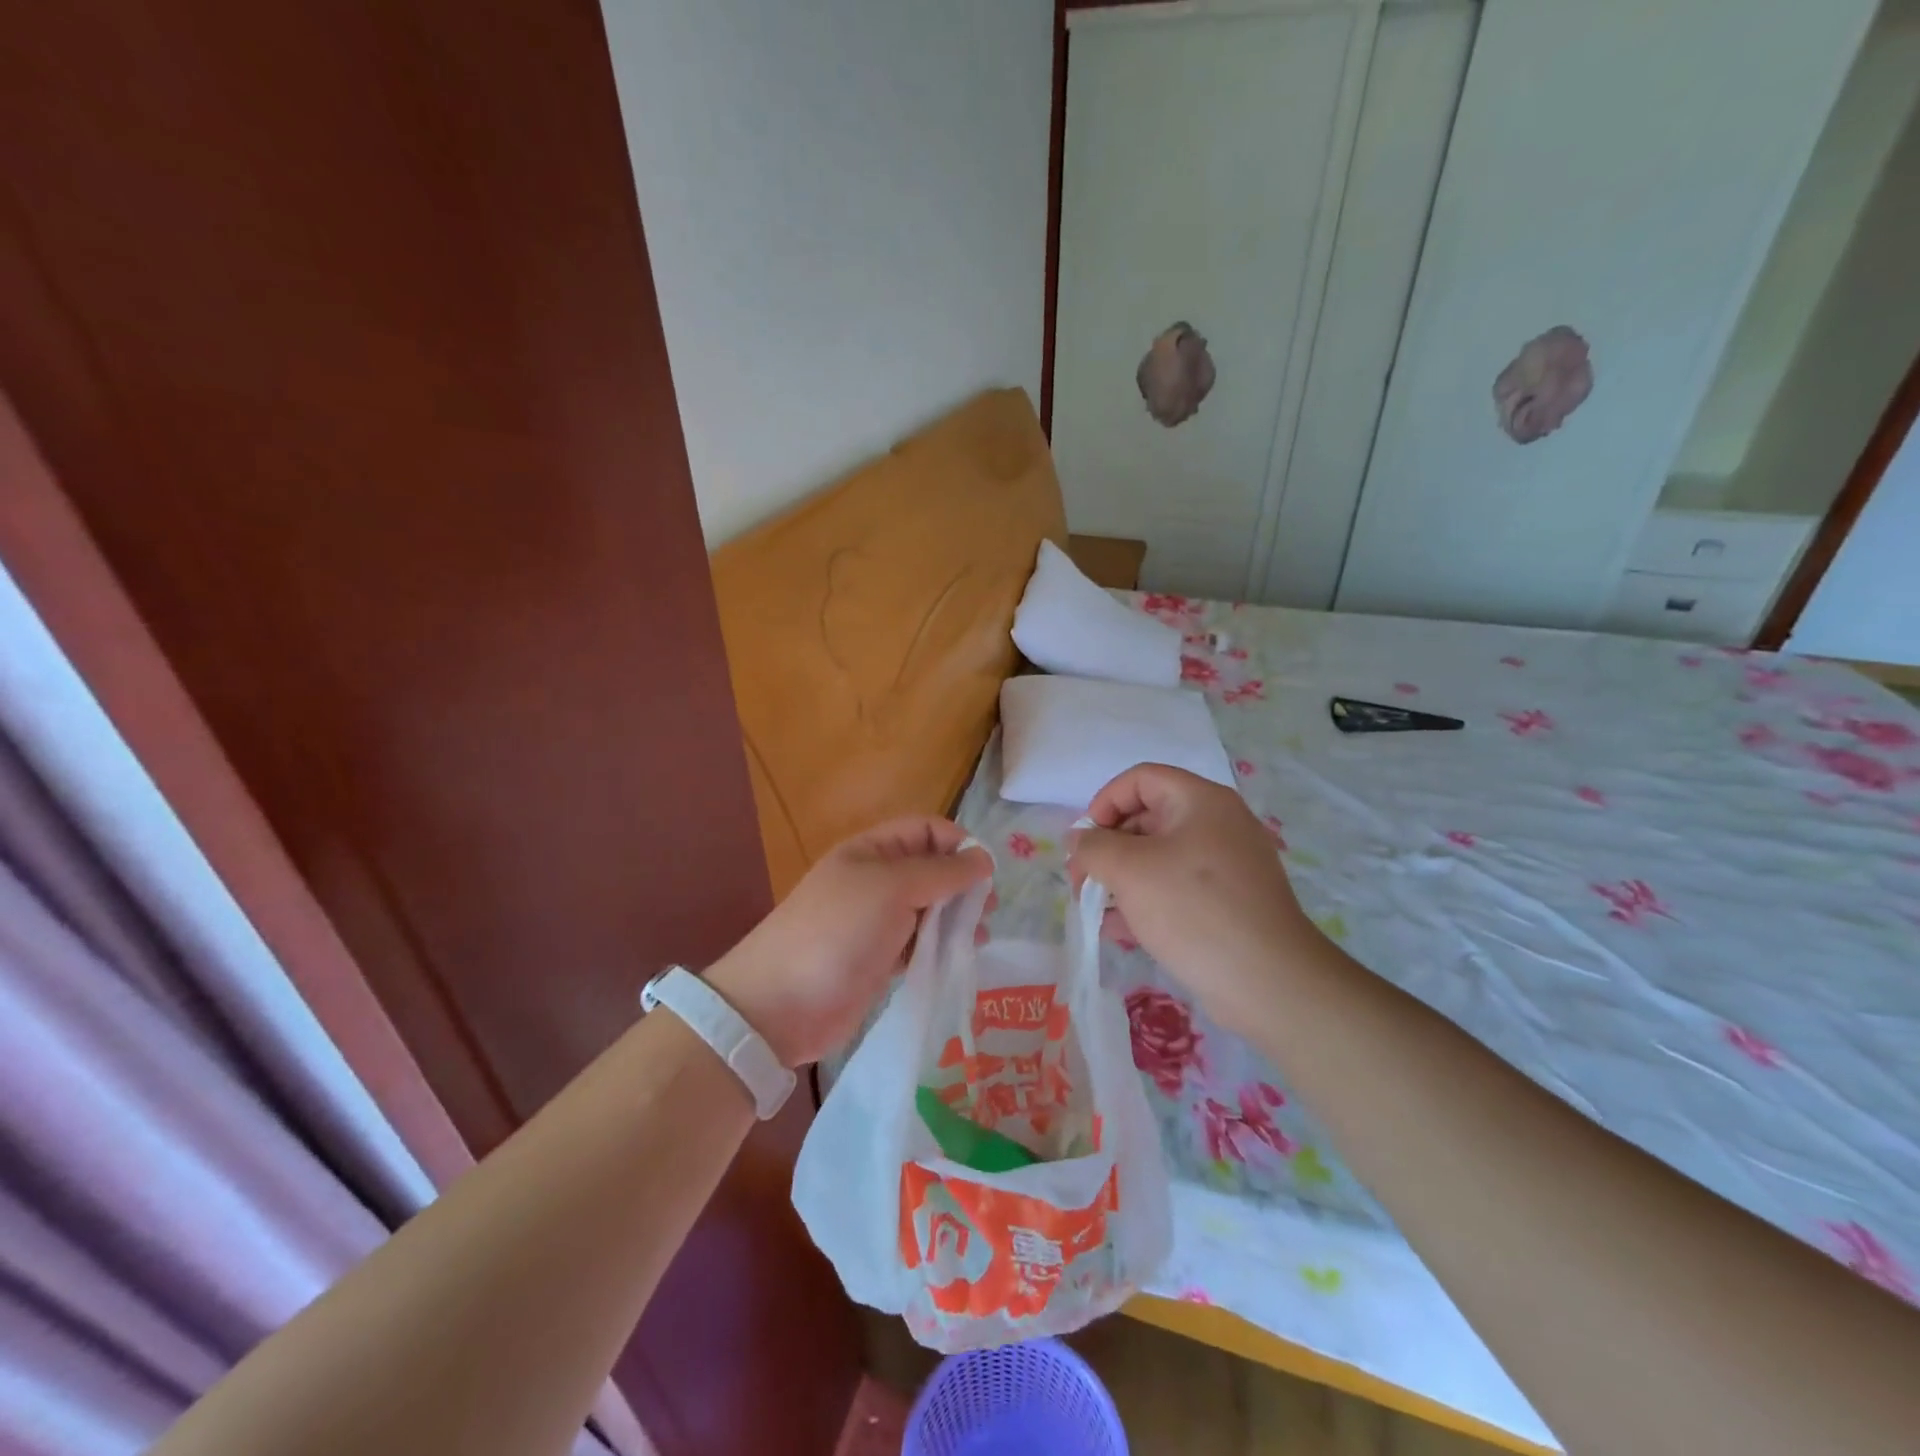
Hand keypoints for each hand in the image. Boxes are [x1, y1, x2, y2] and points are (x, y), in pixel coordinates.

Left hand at [707, 818, 991, 1066]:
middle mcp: (875, 880)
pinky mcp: (878, 960)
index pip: (925, 830)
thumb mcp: (892, 888)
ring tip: (979, 936)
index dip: (957, 843)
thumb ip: (941, 872)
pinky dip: (940, 946)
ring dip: (955, 917)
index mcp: (872, 850)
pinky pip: (918, 943)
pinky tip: (960, 956)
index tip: (985, 871)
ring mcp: (875, 922)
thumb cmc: (839, 932)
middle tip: (987, 908)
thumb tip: (983, 858)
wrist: (780, 1004)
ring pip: (928, 908)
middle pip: (930, 869)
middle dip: (962, 883)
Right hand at [1068, 764, 1312, 1038]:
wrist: (1269, 983)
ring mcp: (1227, 866)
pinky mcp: (1229, 903)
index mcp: (1201, 801)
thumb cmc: (1194, 910)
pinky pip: (1177, 888)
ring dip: (1121, 878)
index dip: (1104, 803)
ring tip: (1093, 908)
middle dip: (1107, 848)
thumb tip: (1079, 841)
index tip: (1085, 842)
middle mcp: (1218, 824)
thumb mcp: (1129, 871)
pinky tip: (1117, 930)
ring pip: (1159, 858)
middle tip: (1081, 882)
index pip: (1141, 779)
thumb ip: (1094, 848)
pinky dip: (1146, 901)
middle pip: (1148, 818)